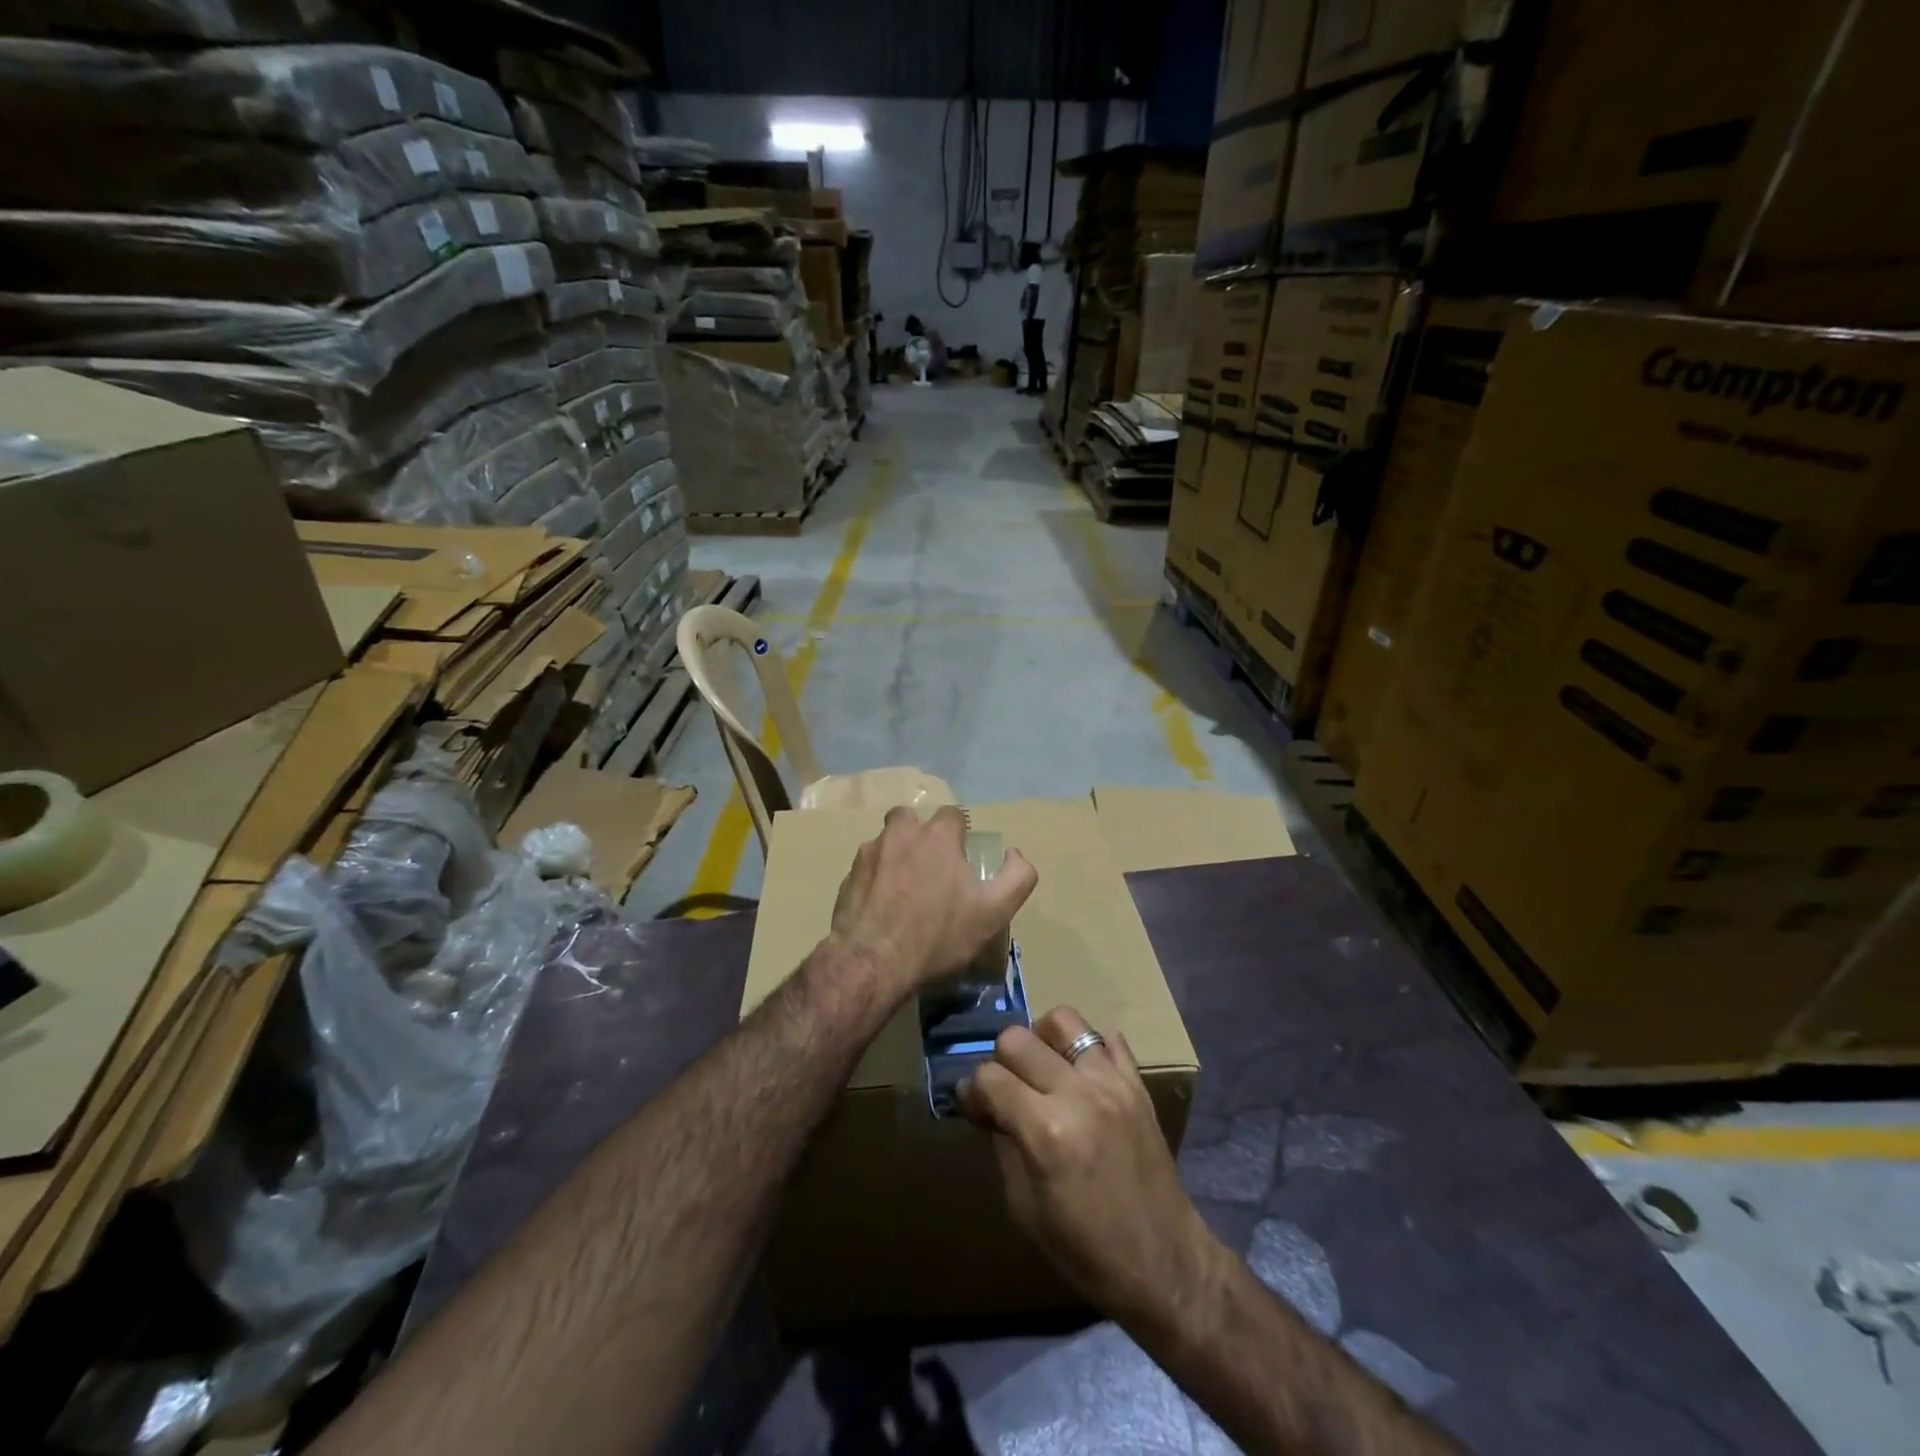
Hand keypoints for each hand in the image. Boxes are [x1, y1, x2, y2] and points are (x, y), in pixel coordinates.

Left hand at [829, 805, 1037, 995]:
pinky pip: (867, 868)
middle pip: (911, 819)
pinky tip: (882, 908)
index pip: (953, 815)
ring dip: (896, 856)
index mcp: (937, 835)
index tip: (962, 860)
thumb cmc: (938, 936)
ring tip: (904, 890)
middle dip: (921, 835)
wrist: (873, 963)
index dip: (961, 833)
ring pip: (886, 841)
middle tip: (930, 868)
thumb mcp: (994, 912)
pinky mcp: (847, 876)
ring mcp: (869, 853)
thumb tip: (1014, 853)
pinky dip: (876, 880)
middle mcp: (900, 833)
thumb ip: (1017, 877)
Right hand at [961, 1006, 1217, 1332]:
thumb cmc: (1085, 1249)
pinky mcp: (1137, 1084)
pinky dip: (1087, 1049)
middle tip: (1006, 1091)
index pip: (989, 1078)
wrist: (1163, 1263)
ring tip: (1043, 1070)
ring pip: (1063, 1020)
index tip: (974, 1107)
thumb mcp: (1024, 1208)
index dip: (972, 1092)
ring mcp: (1112, 1082)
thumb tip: (986, 1105)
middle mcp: (1076, 1094)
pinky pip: (1108, 1038)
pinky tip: (1081, 1075)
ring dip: (1042, 1040)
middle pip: (1017, 1039)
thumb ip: (1002, 1144)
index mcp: (1044, 1131)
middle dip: (1001, 1062)